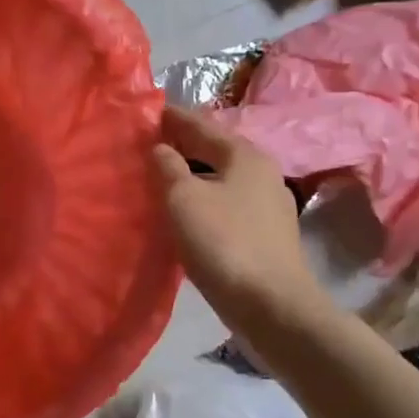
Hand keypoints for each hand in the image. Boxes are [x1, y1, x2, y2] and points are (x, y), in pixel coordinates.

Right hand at [152, 106, 325, 328]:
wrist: (271, 304)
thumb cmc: (224, 242)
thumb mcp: (183, 198)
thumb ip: (168, 166)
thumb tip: (160, 148)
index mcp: (244, 154)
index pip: (201, 124)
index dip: (173, 117)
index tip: (147, 112)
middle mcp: (262, 172)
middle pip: (215, 149)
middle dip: (183, 146)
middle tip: (148, 145)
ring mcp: (268, 204)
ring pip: (221, 178)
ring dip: (193, 175)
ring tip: (162, 178)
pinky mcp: (266, 233)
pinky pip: (227, 203)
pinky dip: (204, 198)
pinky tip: (187, 211)